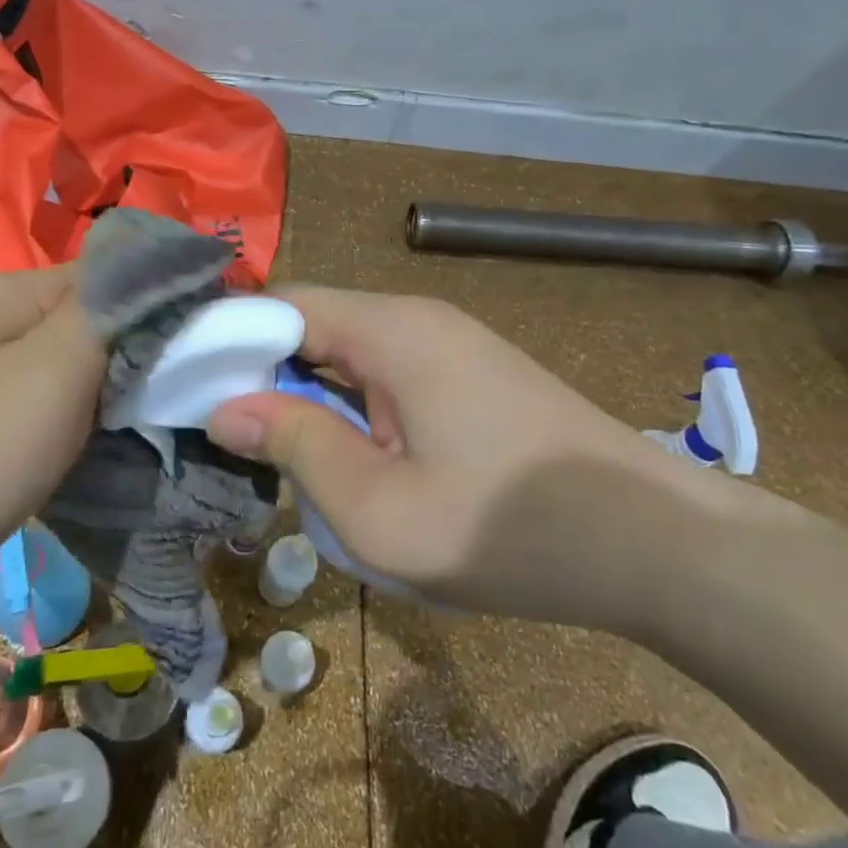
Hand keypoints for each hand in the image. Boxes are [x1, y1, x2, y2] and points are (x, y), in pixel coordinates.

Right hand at [205, 286, 738, 631]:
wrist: (657, 543)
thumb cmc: (510, 529)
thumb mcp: (381, 509)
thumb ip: (296, 447)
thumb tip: (225, 407)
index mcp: (391, 331)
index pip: (282, 305)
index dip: (228, 340)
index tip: (189, 390)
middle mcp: (416, 318)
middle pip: (314, 324)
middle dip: (264, 374)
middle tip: (230, 437)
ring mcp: (449, 343)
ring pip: (348, 352)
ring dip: (310, 396)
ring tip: (283, 455)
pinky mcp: (469, 373)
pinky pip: (385, 373)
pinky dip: (351, 405)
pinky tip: (352, 457)